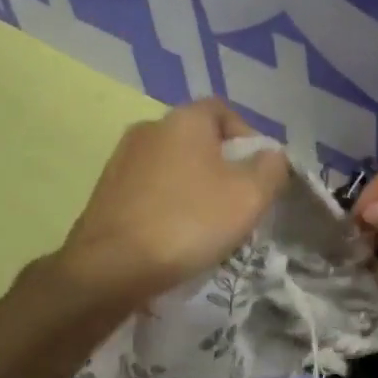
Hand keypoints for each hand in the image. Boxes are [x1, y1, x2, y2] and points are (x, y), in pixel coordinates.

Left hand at [60, 99, 287, 300]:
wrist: (111, 266)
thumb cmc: (189, 222)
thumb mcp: (249, 196)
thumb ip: (271, 168)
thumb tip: (272, 156)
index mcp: (184, 119)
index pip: (224, 111)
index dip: (247, 137)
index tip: (259, 173)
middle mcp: (149, 128)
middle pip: (198, 140)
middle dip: (222, 168)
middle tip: (238, 204)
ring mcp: (122, 160)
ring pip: (173, 167)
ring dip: (194, 188)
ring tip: (207, 226)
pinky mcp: (106, 192)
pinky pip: (150, 190)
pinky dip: (167, 205)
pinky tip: (174, 237)